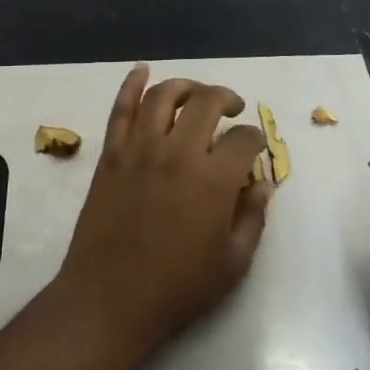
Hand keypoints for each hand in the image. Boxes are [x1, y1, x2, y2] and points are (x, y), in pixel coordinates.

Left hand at [54, 65, 272, 367]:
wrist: (109, 299)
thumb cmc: (177, 288)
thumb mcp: (233, 263)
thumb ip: (253, 217)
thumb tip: (260, 183)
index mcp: (214, 180)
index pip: (245, 139)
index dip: (256, 139)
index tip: (255, 148)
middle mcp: (178, 152)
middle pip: (206, 102)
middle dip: (226, 98)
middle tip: (232, 108)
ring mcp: (140, 149)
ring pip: (163, 96)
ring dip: (185, 86)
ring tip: (196, 94)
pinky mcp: (111, 154)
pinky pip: (121, 109)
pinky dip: (131, 84)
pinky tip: (142, 71)